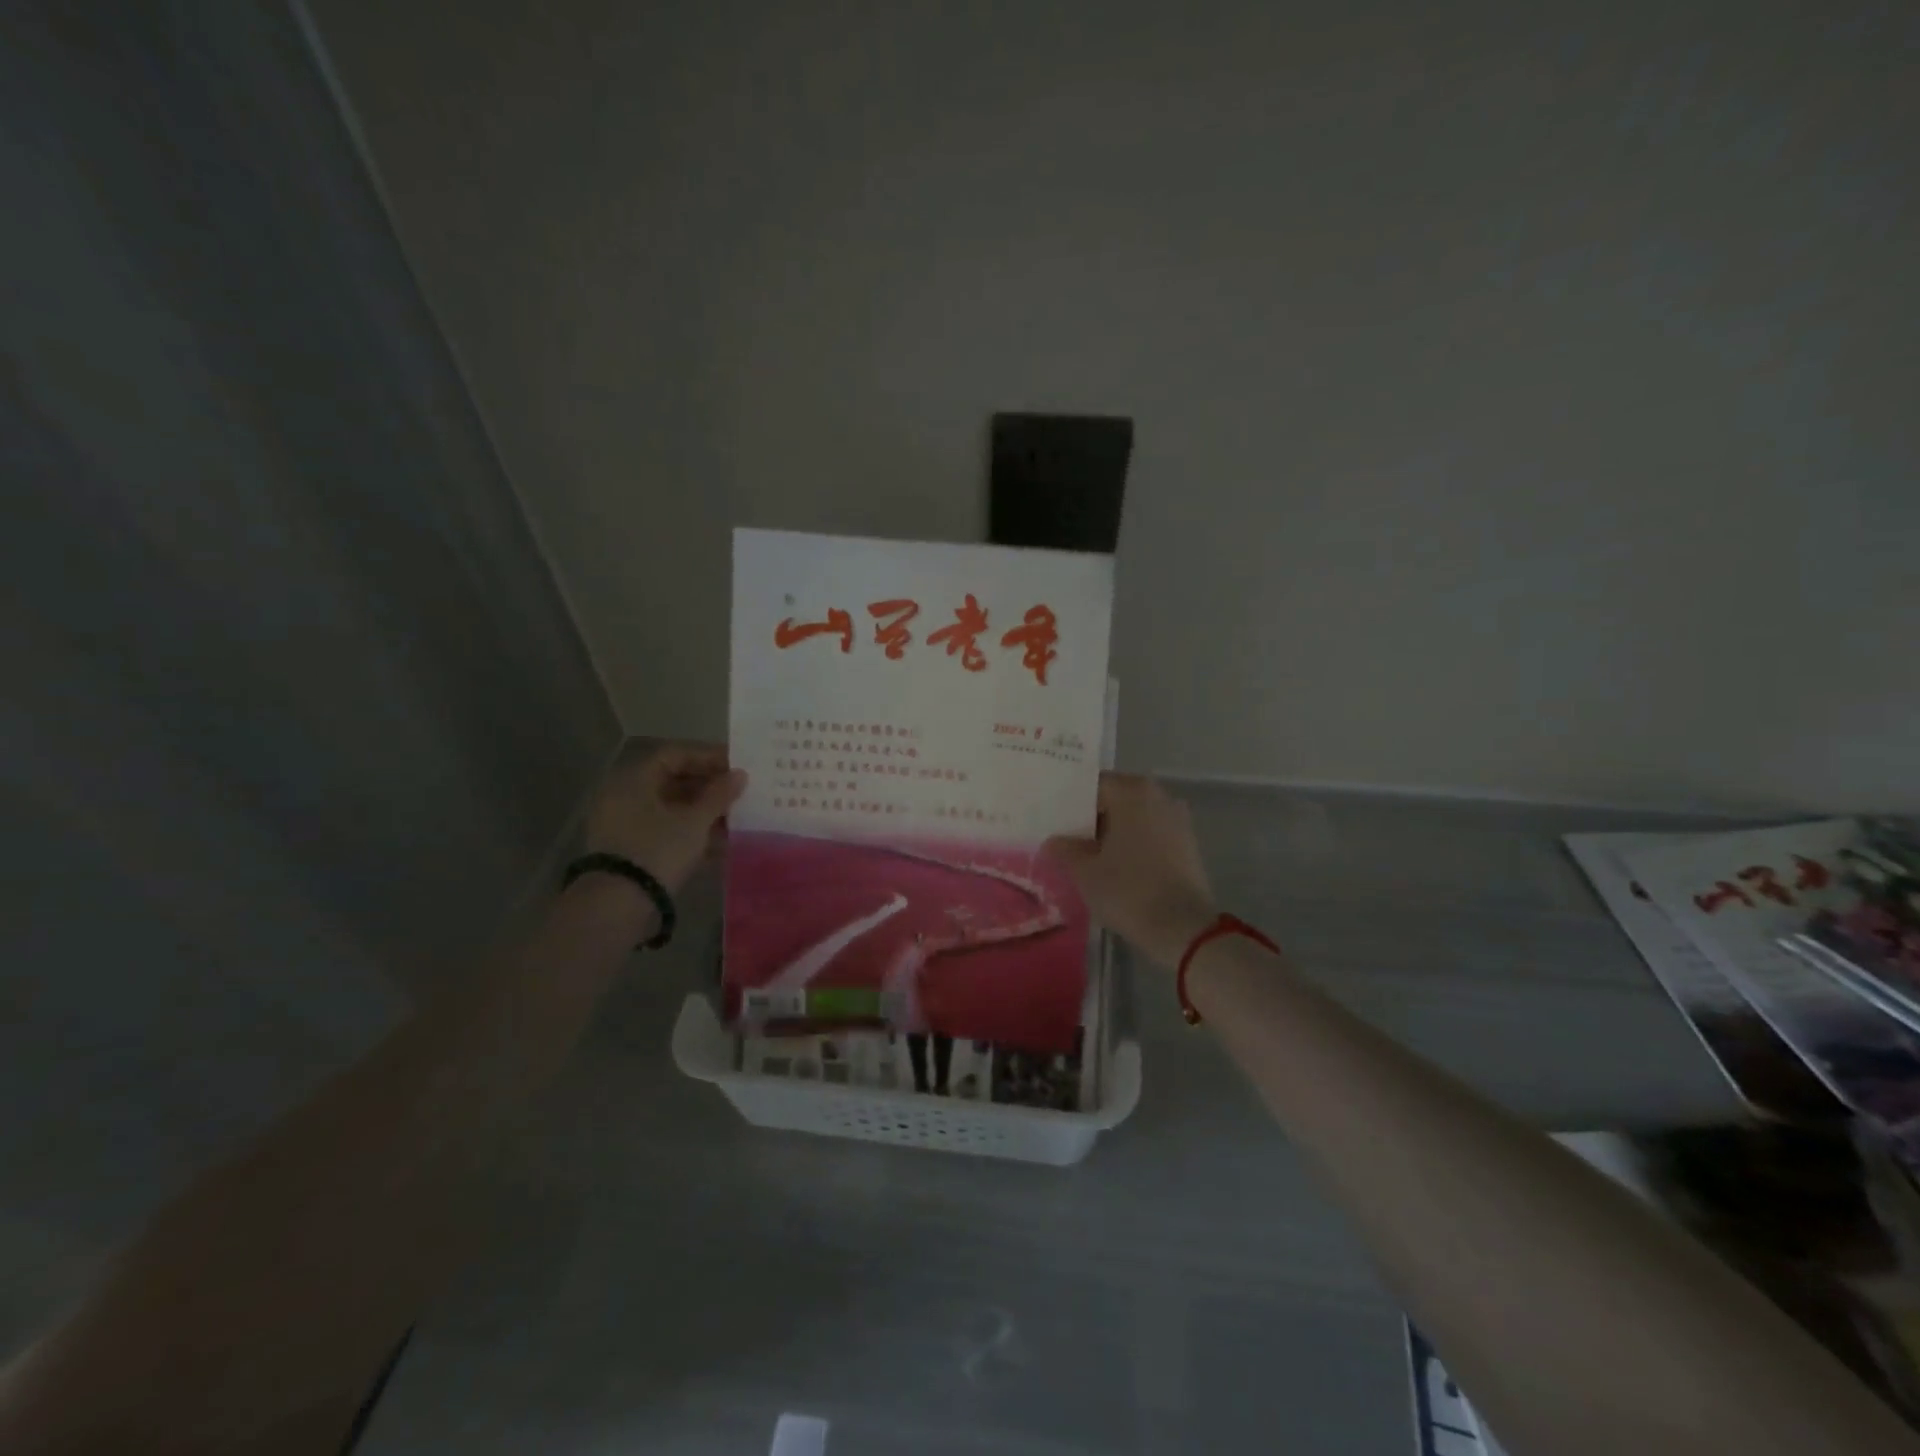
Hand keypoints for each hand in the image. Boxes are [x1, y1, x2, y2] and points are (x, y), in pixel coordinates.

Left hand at [582, 745, 745, 893]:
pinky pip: (666, 831)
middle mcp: (626, 796)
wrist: (618, 905)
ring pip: (672, 809)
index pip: (675, 755)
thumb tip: (740, 774)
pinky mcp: (632, 851)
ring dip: (705, 812)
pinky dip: (692, 833)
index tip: (737, 766)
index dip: (708, 757)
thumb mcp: (695, 821)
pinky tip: (722, 843)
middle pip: (673, 781)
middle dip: (710, 787)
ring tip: (738, 819)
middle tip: (740, 793)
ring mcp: (626, 825)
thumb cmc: (658, 850)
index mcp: (635, 779)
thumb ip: (719, 795)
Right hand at [1045, 774, 1218, 967]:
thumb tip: (1054, 841)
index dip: (1071, 804)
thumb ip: (1065, 850)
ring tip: (1090, 856)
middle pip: (1116, 799)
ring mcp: (1178, 820)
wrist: (1183, 928)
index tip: (1054, 822)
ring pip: (1135, 818)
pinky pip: (1151, 834)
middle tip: (1067, 839)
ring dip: (1115, 832)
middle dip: (1093, 818)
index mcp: (1132, 792)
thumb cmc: (1128, 890)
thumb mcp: (1084, 872)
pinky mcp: (1188, 845)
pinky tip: (1117, 866)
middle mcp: (1158, 796)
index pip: (1093, 786)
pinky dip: (1134, 844)